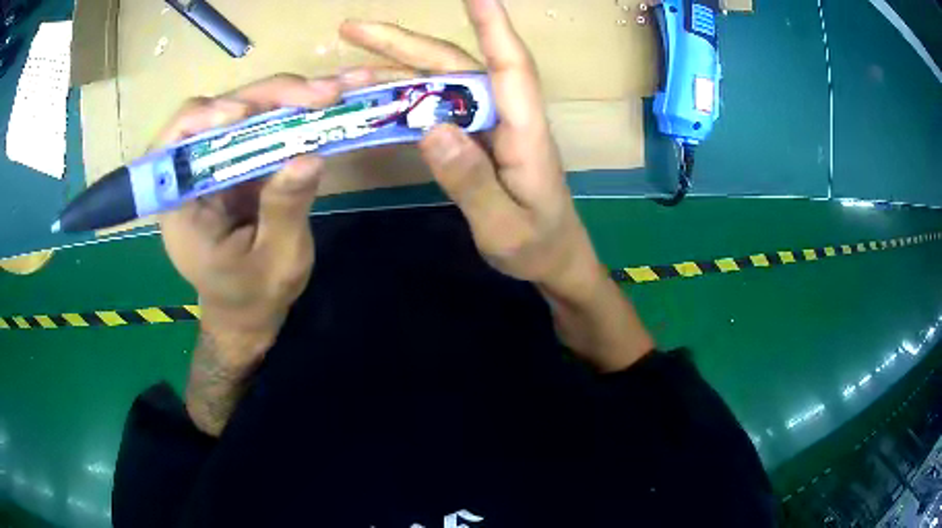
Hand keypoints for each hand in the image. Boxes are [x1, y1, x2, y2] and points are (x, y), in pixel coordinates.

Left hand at [157, 72, 371, 357]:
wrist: (249, 309)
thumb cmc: (253, 296)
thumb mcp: (274, 263)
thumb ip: (284, 212)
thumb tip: (308, 156)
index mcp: (181, 204)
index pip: (175, 144)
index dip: (204, 118)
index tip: (243, 114)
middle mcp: (195, 172)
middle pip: (222, 113)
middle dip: (271, 96)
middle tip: (324, 92)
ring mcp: (221, 160)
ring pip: (249, 109)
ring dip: (293, 94)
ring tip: (339, 88)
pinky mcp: (244, 158)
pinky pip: (268, 123)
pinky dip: (302, 108)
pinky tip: (333, 98)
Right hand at [340, 0, 605, 301]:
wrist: (553, 259)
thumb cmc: (538, 246)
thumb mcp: (504, 227)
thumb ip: (470, 181)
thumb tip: (430, 128)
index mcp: (524, 132)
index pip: (510, 65)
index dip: (493, 25)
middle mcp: (505, 116)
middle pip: (456, 64)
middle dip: (403, 43)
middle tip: (351, 29)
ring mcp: (488, 124)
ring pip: (439, 82)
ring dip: (393, 69)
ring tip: (345, 67)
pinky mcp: (475, 136)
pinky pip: (435, 106)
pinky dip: (403, 97)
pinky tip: (373, 98)